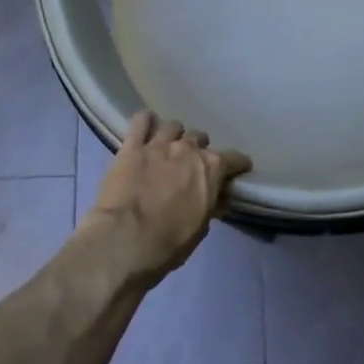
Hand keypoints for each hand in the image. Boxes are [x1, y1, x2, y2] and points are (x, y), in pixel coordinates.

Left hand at [85, 112, 251, 283]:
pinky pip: (140, 121)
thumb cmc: (169, 242)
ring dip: (174, 135)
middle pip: (200, 138)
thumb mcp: (200, 228)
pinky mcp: (131, 147)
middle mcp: (188, 149)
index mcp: (211, 169)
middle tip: (191, 164)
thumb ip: (210, 205)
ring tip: (168, 146)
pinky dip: (146, 121)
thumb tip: (217, 198)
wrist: (125, 241)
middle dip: (199, 149)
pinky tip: (146, 126)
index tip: (237, 170)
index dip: (237, 164)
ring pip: (173, 126)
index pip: (235, 158)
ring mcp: (159, 144)